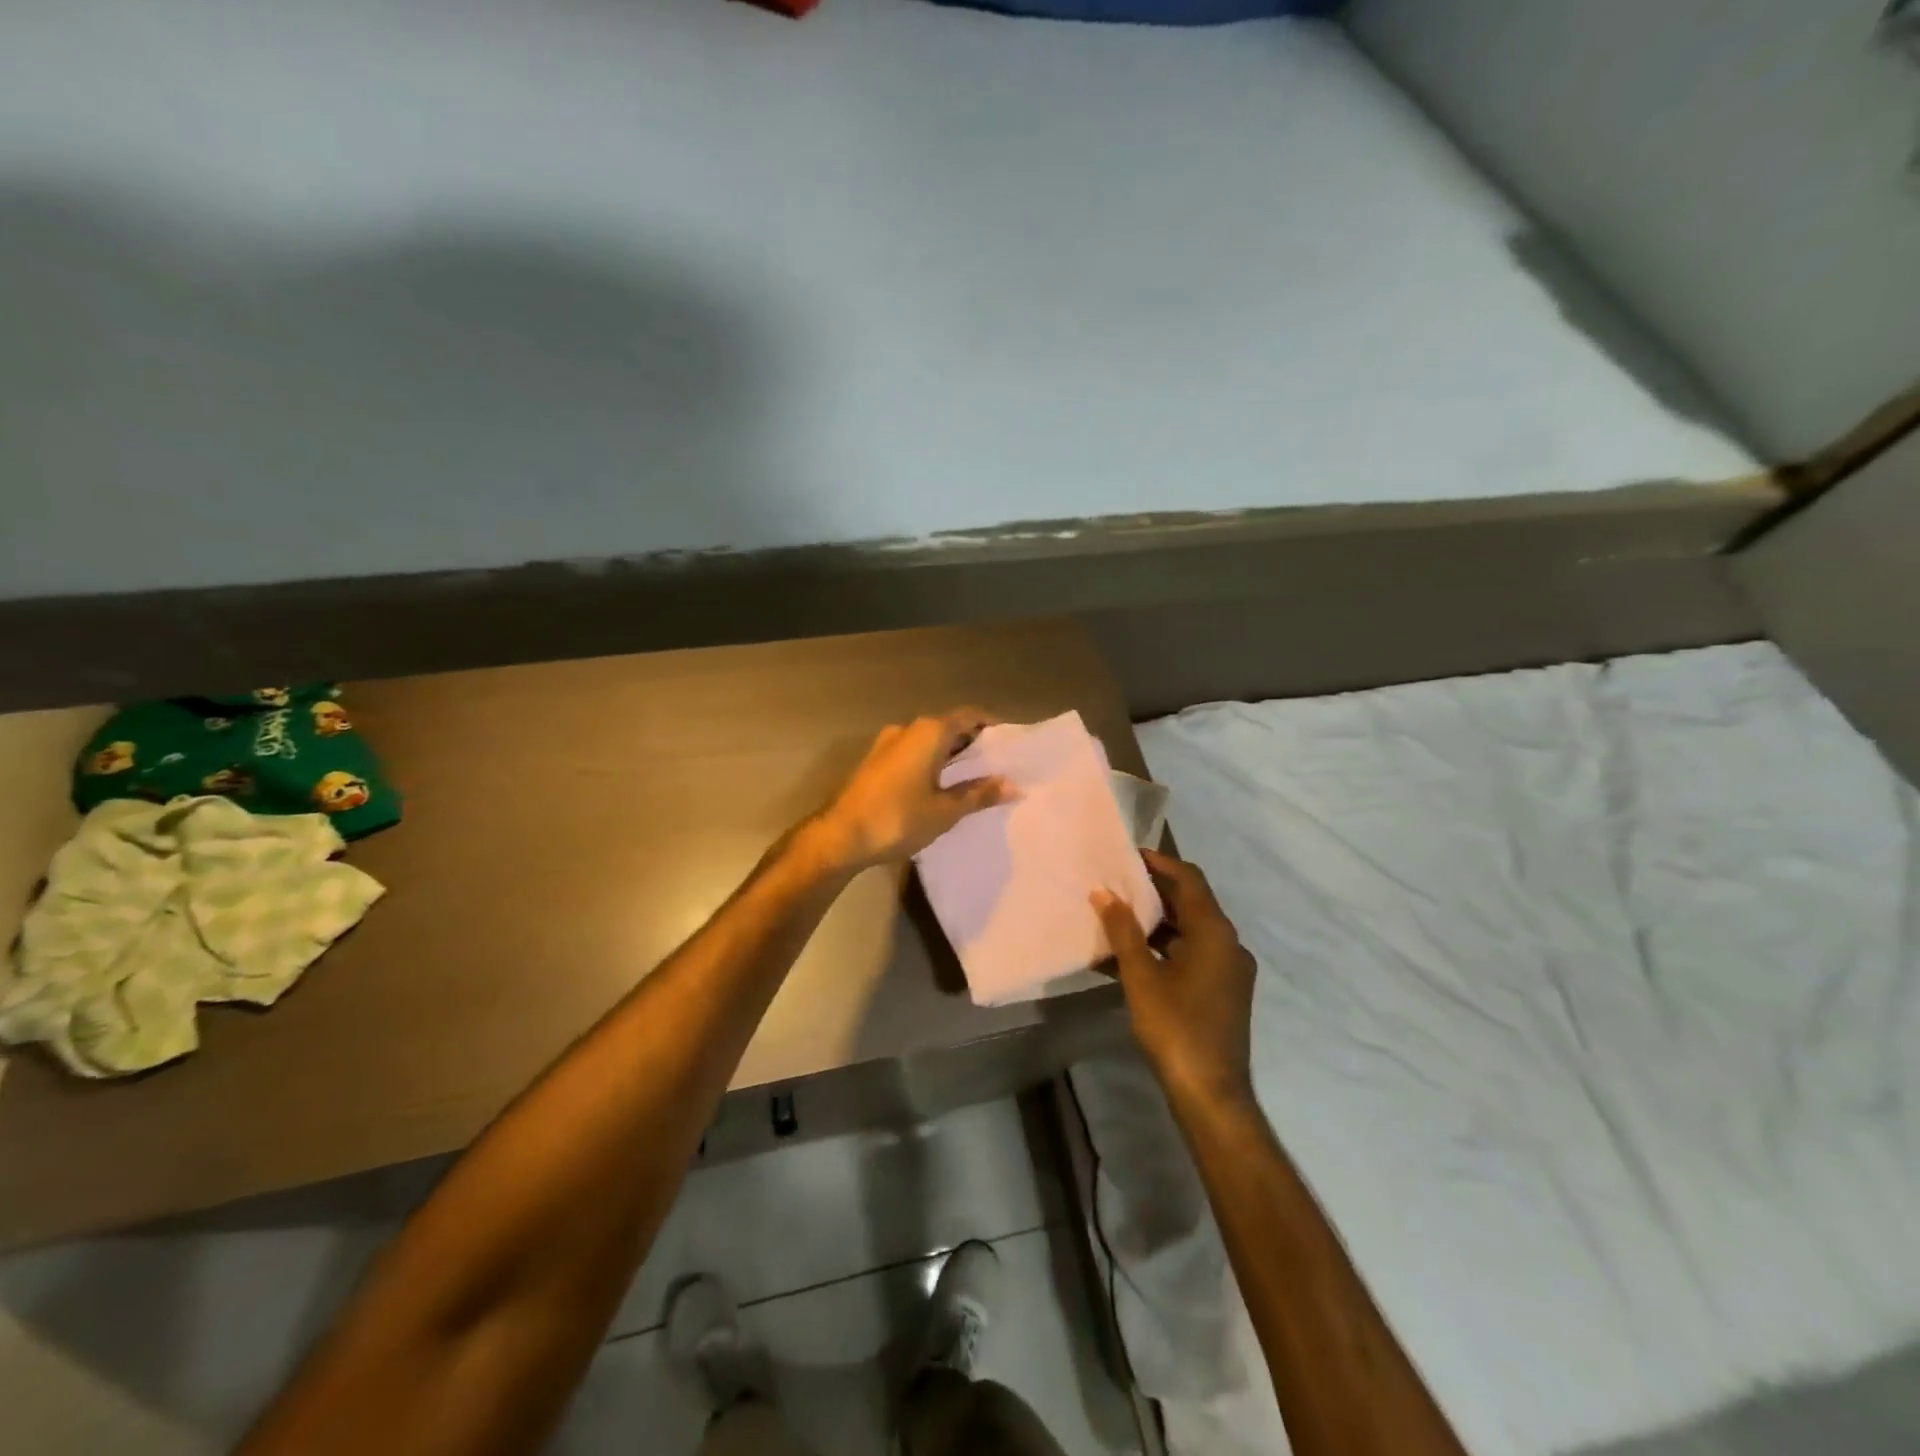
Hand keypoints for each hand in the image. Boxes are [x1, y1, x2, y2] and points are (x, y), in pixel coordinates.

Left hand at [813, 709, 1015, 870]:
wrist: (839, 836)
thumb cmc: (898, 818)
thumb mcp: (945, 810)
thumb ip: (979, 794)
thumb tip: (1013, 786)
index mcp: (929, 731)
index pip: (970, 715)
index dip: (992, 725)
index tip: (1011, 743)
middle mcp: (908, 728)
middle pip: (949, 726)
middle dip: (973, 742)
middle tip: (998, 765)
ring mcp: (887, 743)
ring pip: (929, 741)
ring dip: (951, 754)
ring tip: (974, 778)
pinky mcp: (875, 761)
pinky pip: (913, 753)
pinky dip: (931, 762)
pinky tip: (941, 786)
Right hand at [1092, 849, 1255, 1108]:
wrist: (1211, 1094)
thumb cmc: (1176, 1028)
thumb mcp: (1141, 977)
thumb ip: (1123, 932)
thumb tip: (1105, 895)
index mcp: (1215, 933)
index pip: (1190, 880)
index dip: (1160, 863)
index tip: (1129, 855)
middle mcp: (1228, 944)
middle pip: (1191, 904)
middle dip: (1154, 892)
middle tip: (1117, 882)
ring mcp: (1228, 970)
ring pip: (1189, 932)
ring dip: (1156, 923)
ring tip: (1117, 915)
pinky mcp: (1222, 992)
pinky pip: (1192, 956)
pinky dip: (1164, 949)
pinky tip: (1130, 957)